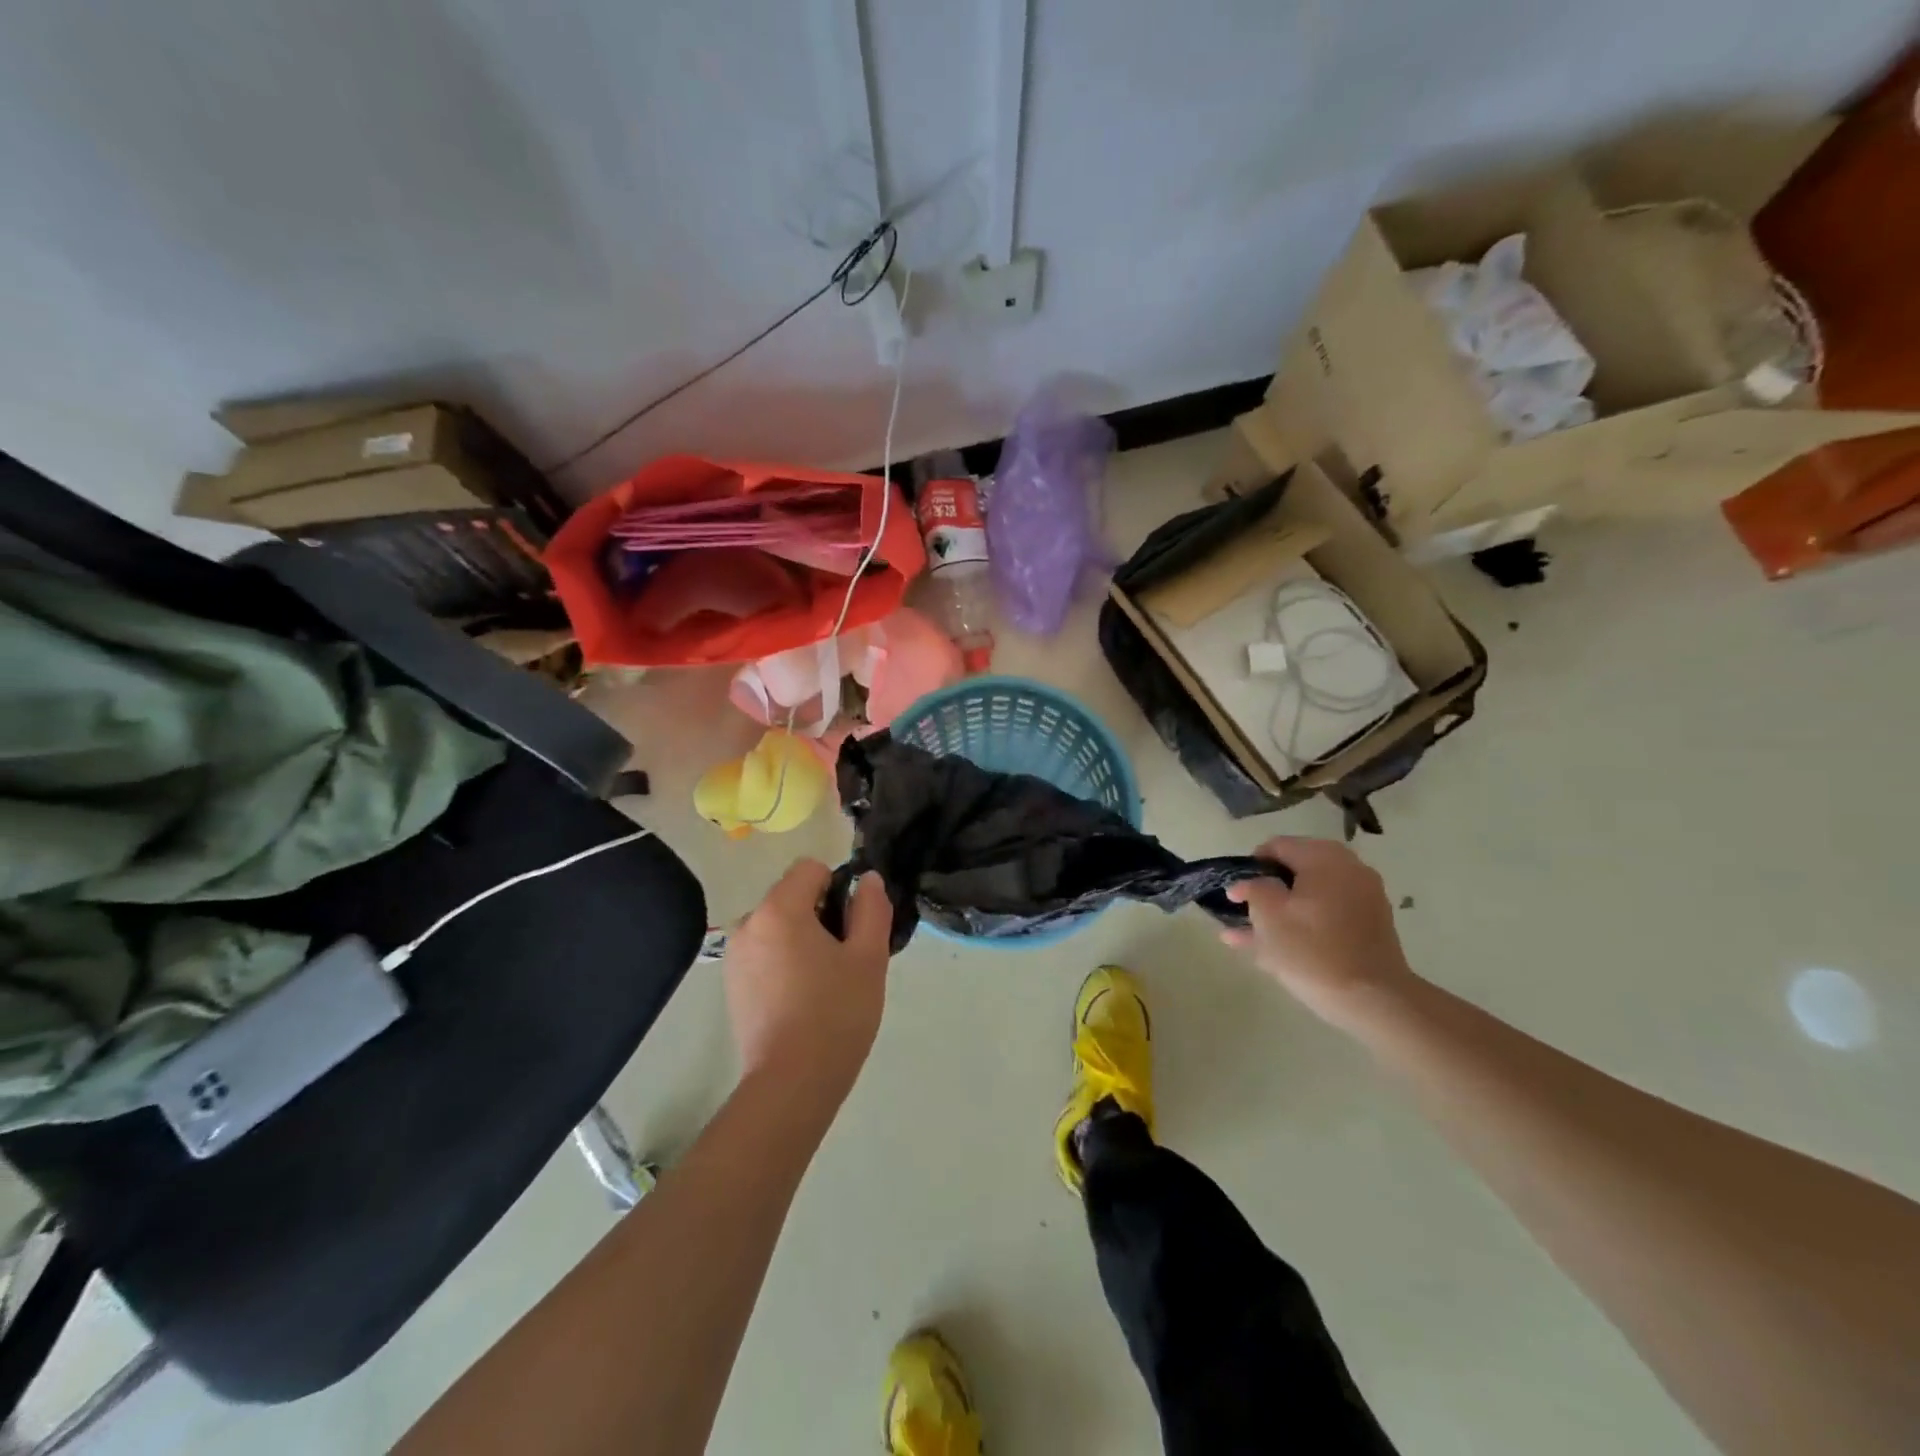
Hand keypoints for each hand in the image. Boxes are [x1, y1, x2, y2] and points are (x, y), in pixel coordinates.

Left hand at [723, 859, 892, 1100]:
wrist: (791, 1083)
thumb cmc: (836, 1014)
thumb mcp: (869, 957)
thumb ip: (872, 908)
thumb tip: (867, 880)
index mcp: (778, 909)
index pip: (810, 868)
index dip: (837, 888)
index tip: (850, 927)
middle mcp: (748, 923)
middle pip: (792, 895)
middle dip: (820, 915)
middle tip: (842, 960)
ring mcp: (735, 955)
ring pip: (779, 925)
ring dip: (802, 939)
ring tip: (823, 983)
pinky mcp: (731, 983)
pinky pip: (765, 951)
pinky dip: (784, 961)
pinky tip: (800, 999)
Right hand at [1223, 837, 1419, 1029]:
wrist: (1373, 1000)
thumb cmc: (1312, 950)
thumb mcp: (1268, 914)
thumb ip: (1252, 889)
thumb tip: (1246, 883)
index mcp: (1324, 858)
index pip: (1277, 846)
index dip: (1250, 866)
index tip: (1237, 892)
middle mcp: (1348, 869)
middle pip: (1295, 871)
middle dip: (1265, 891)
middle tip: (1242, 912)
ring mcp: (1363, 899)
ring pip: (1309, 898)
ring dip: (1280, 911)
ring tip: (1245, 935)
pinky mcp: (1369, 927)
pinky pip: (1326, 916)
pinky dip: (1303, 925)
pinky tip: (1273, 948)